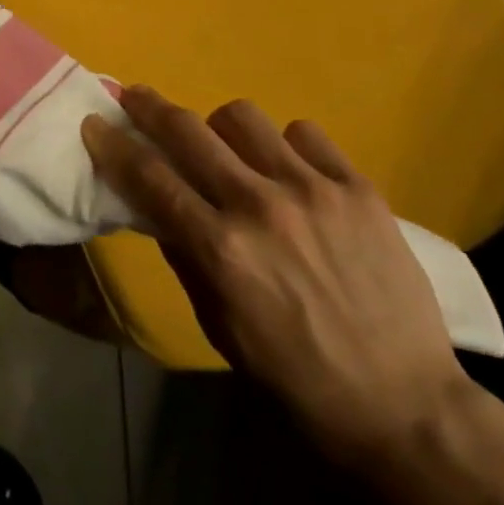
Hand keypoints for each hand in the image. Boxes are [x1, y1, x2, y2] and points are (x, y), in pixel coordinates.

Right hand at [82, 87, 471, 466]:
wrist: (406, 407)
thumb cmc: (297, 378)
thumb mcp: (221, 327)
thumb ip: (185, 256)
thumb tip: (157, 204)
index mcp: (221, 250)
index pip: (149, 177)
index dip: (114, 144)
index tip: (97, 123)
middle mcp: (259, 206)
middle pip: (187, 129)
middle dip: (150, 106)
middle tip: (137, 97)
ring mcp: (312, 190)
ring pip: (242, 116)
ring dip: (223, 130)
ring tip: (232, 151)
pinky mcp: (357, 187)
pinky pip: (304, 133)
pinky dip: (287, 146)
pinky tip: (292, 172)